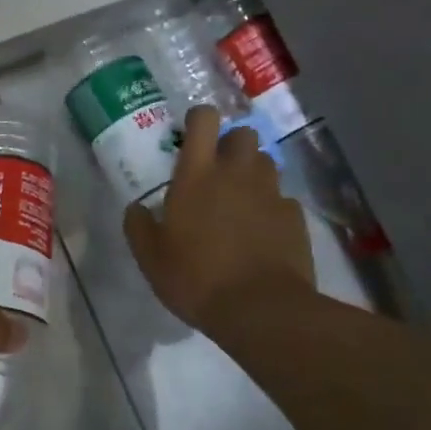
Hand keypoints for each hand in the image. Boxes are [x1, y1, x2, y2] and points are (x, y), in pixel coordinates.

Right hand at [125, 106, 315, 330]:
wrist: (261, 310)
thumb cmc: (197, 278)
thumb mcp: (151, 257)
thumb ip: (139, 226)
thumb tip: (135, 208)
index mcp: (197, 174)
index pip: (204, 120)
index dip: (198, 120)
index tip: (191, 135)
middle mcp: (237, 173)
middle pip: (243, 134)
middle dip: (231, 144)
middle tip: (217, 170)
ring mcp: (270, 193)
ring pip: (266, 162)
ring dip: (253, 172)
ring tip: (240, 200)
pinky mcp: (295, 217)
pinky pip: (283, 199)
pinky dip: (272, 207)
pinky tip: (262, 232)